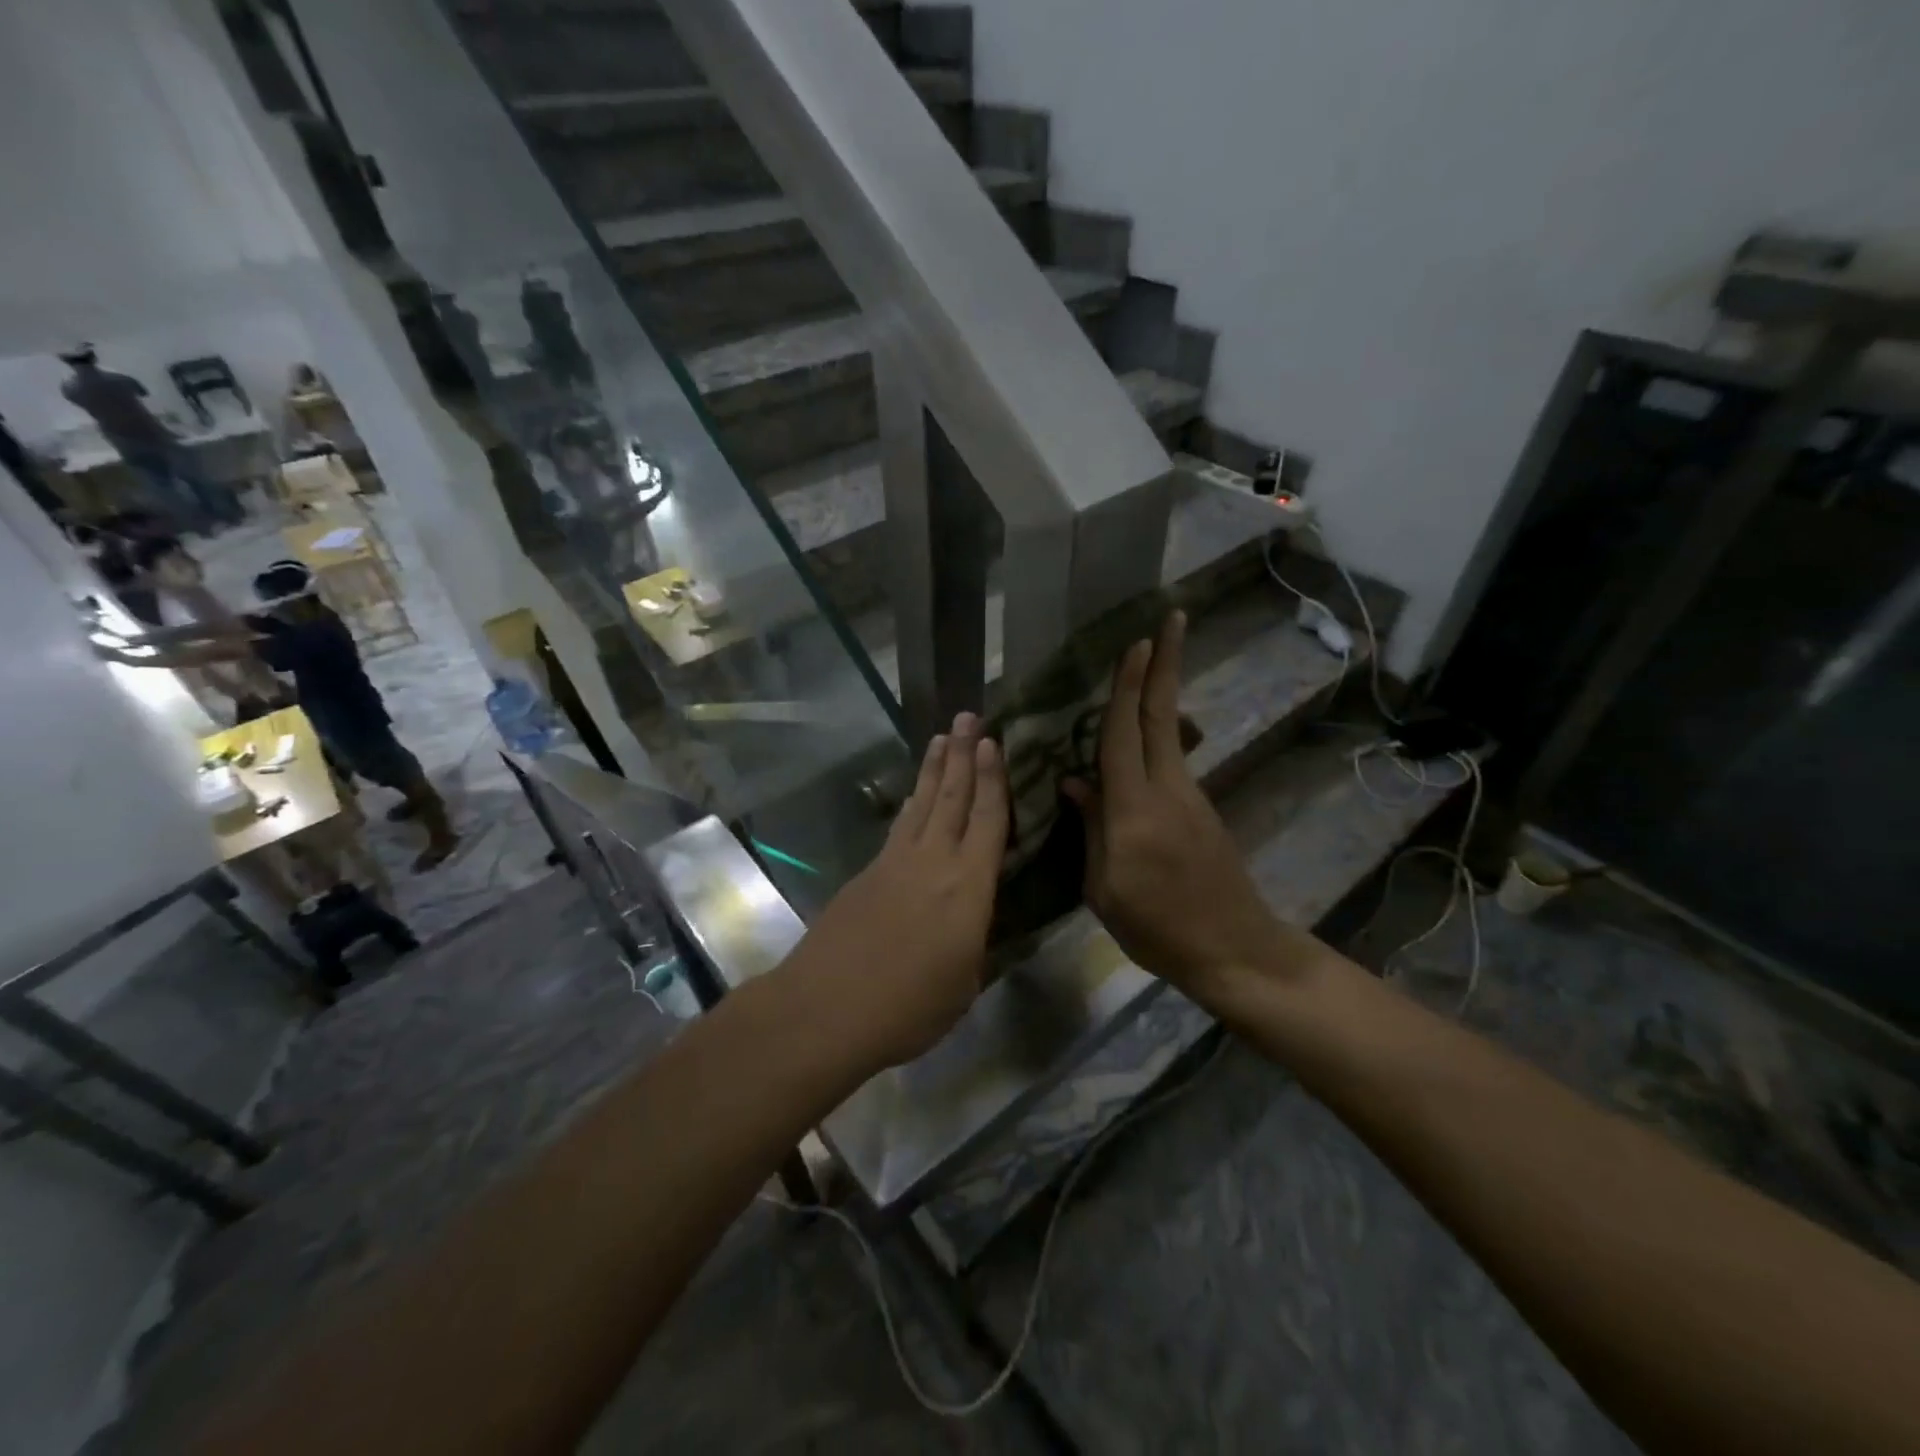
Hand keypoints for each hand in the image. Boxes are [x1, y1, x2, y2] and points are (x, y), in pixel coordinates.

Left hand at [791, 712, 1007, 1068]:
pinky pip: (898, 827)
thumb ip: (974, 941)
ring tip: (942, 739)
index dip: (993, 780)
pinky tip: (912, 801)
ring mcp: (894, 863)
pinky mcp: (866, 874)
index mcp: (967, 887)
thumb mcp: (964, 983)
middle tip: (968, 717)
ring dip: (933, 770)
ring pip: (920, 804)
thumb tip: (972, 919)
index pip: (987, 820)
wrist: (825, 1009)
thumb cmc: (908, 1007)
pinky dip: (911, 805)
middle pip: (951, 797)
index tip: (994, 743)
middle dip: (962, 754)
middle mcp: (932, 861)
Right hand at [1064, 612, 1291, 1005]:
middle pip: (1162, 716)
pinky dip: (1157, 734)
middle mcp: (1168, 790)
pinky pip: (1171, 761)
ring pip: (1169, 733)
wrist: (1235, 951)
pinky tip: (1142, 734)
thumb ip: (1092, 829)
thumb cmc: (1158, 928)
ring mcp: (1191, 797)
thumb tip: (1074, 784)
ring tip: (1153, 660)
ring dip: (1161, 693)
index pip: (1125, 734)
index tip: (1137, 642)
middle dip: (1166, 664)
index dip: (1128, 686)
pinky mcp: (1202, 810)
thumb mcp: (1105, 888)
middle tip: (1171, 619)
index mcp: (1135, 809)